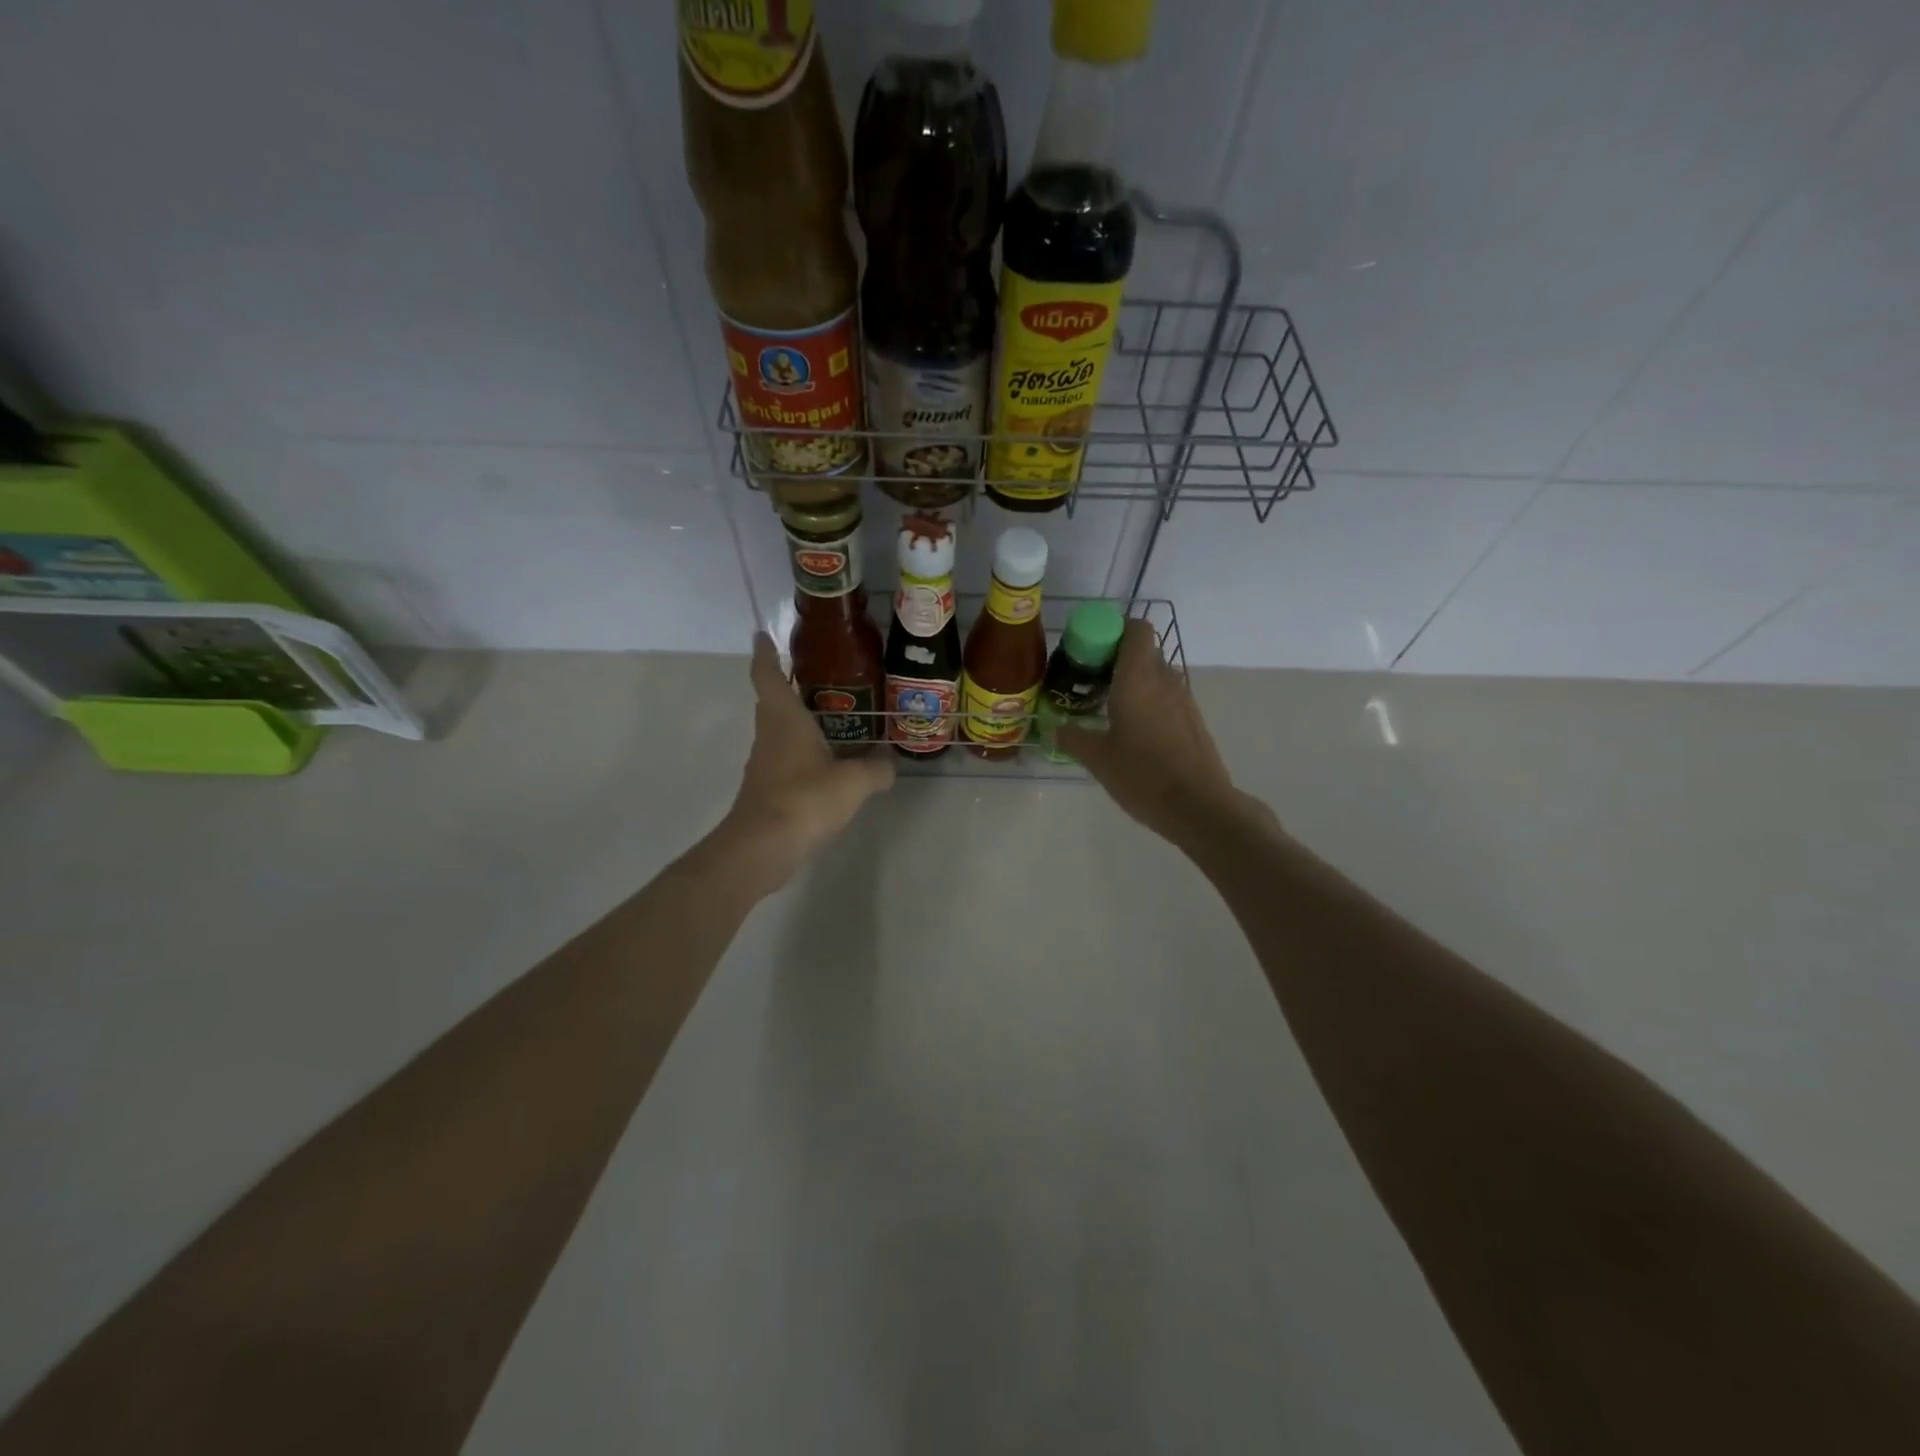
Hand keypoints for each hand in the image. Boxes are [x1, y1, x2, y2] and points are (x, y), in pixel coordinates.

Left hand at [711, 634, 894, 892]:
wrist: (763, 847)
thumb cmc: (805, 799)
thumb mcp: (854, 782)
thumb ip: (876, 769)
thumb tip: (889, 762)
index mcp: (784, 719)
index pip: (768, 675)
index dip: (765, 654)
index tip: (762, 635)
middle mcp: (770, 735)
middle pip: (773, 702)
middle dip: (790, 686)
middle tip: (821, 676)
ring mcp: (765, 764)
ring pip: (781, 733)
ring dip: (800, 723)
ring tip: (834, 719)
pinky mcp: (768, 790)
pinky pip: (787, 760)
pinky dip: (804, 754)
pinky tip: (829, 765)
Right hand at [1056, 620, 1271, 845]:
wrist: (1198, 806)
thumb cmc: (1142, 775)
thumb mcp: (1097, 758)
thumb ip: (1072, 738)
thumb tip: (1054, 730)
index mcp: (1138, 678)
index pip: (1136, 629)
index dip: (1115, 630)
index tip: (1091, 649)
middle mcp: (1164, 680)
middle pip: (1143, 652)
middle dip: (1117, 659)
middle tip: (1090, 682)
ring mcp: (1184, 700)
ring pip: (1157, 675)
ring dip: (1134, 682)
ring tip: (1108, 708)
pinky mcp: (1193, 721)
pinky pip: (1167, 698)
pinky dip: (1150, 702)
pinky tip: (1133, 732)